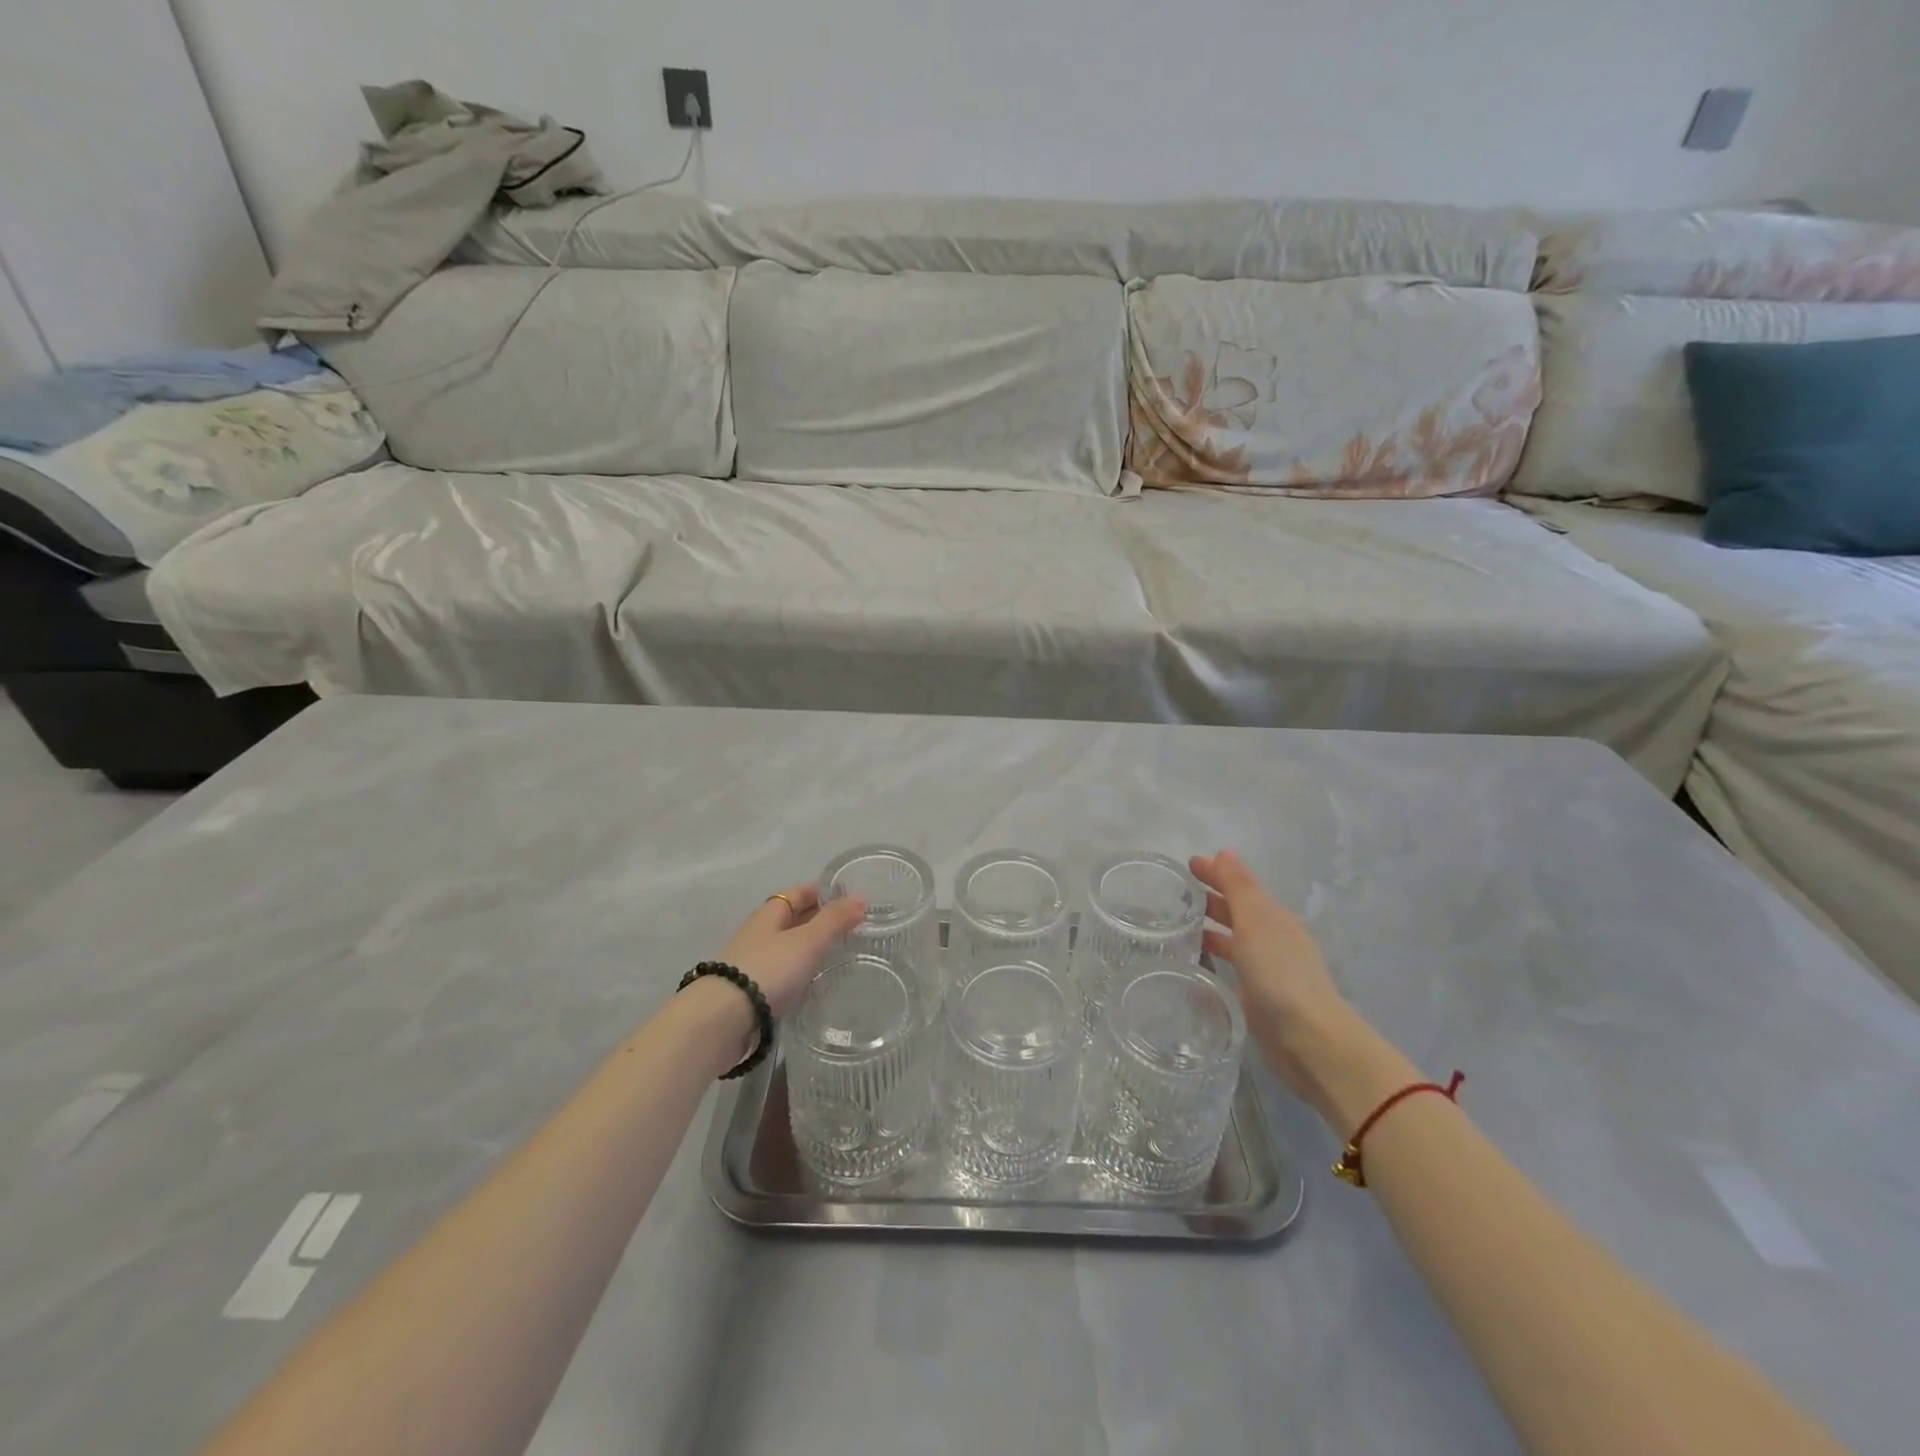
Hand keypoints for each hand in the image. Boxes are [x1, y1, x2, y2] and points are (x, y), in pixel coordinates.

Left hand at [718, 883, 866, 1017]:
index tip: (849, 899)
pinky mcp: (748, 990)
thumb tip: (860, 897)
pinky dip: (796, 971)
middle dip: (817, 919)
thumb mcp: (808, 941)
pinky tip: (810, 983)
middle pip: (791, 918)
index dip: (822, 891)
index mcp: (770, 913)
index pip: (799, 892)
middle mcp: (758, 932)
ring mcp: (751, 961)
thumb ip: (834, 920)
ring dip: (807, 947)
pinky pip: (779, 971)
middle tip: (850, 928)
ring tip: (836, 955)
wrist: (722, 1020)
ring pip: (785, 946)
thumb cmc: (768, 970)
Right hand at [1191, 851, 1374, 1114]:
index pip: (1240, 888)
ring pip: (1233, 945)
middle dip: (1210, 901)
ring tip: (1176, 931)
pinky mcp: (1257, 1003)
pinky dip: (1212, 968)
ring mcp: (1266, 974)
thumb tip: (1224, 852)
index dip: (1215, 874)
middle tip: (1175, 895)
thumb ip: (1238, 887)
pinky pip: (1230, 976)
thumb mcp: (1255, 920)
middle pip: (1237, 914)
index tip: (1187, 864)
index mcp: (1273, 919)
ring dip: (1210, 934)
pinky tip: (1189, 974)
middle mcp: (1271, 942)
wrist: (1309, 1040)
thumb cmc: (1279, 972)